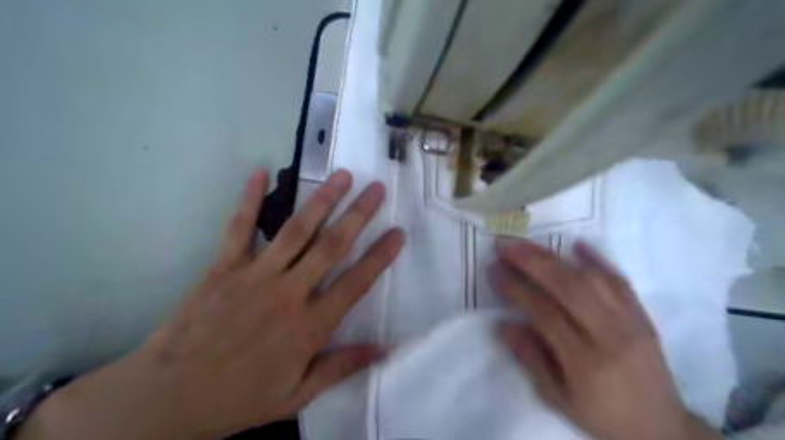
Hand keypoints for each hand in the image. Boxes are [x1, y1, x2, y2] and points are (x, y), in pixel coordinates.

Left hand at [17, 168, 404, 439]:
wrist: (167, 398)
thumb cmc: (238, 398)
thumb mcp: (296, 395)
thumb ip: (340, 368)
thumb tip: (383, 349)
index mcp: (308, 326)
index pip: (355, 283)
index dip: (380, 256)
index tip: (398, 233)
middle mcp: (288, 293)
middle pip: (331, 246)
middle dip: (358, 215)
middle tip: (376, 189)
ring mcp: (254, 275)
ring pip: (295, 230)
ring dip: (322, 200)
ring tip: (341, 176)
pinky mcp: (223, 268)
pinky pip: (239, 228)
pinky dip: (249, 199)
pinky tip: (260, 173)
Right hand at [499, 242, 719, 439]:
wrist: (661, 428)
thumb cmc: (603, 416)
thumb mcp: (558, 399)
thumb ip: (530, 359)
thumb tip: (505, 325)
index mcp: (586, 361)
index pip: (544, 313)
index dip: (516, 289)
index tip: (495, 271)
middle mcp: (610, 335)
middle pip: (569, 287)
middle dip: (533, 262)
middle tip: (506, 246)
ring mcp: (630, 322)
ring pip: (590, 279)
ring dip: (555, 257)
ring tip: (528, 244)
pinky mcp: (642, 316)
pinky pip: (619, 281)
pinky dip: (597, 260)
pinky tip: (576, 245)